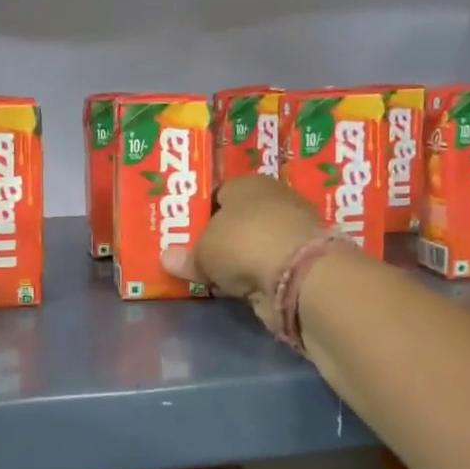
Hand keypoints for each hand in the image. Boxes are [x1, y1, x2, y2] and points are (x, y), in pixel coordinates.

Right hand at [160, 175, 323, 330]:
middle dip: (222, 236)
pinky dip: (258, 274)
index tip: (186, 233)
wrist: (299, 275)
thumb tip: (166, 259)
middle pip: (239, 218)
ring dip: (242, 257)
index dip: (201, 212)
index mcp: (247, 182)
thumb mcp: (202, 252)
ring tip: (216, 273)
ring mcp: (292, 229)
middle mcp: (273, 199)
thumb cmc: (242, 243)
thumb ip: (186, 256)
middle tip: (197, 254)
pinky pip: (269, 264)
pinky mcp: (303, 259)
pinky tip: (241, 285)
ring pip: (256, 242)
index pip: (218, 193)